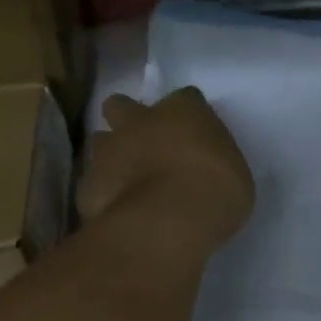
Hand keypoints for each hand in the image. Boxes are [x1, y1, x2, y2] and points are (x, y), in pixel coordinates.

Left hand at [77, 87, 254, 248]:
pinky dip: (102, 194)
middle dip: (128, 120)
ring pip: (100, 141)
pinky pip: (92, 184)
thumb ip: (211, 164)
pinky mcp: (87, 185)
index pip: (186, 98)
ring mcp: (108, 150)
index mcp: (184, 110)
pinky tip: (117, 211)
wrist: (167, 222)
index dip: (186, 115)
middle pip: (122, 104)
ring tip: (127, 181)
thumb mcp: (233, 174)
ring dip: (111, 155)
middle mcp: (141, 120)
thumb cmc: (216, 190)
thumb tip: (201, 173)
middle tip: (144, 146)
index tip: (192, 135)